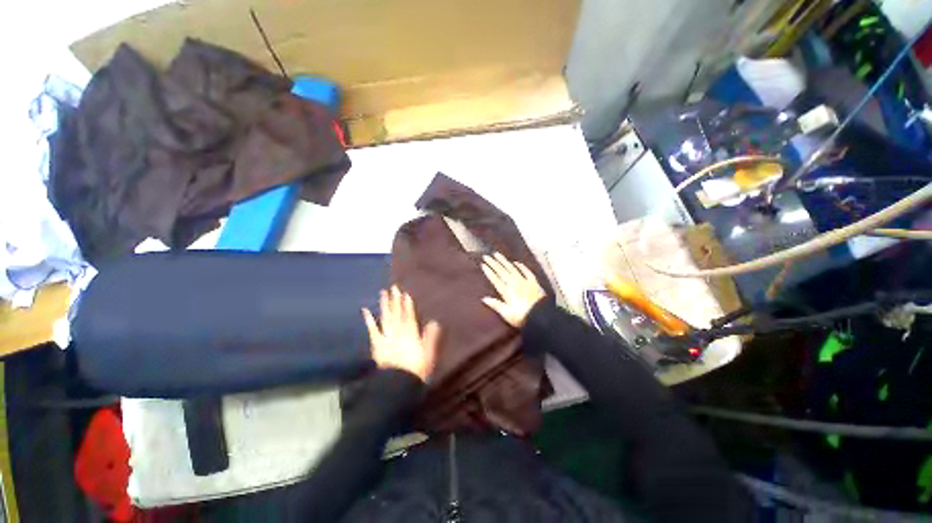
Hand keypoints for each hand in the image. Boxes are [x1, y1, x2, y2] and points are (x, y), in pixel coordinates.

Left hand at [362, 286, 439, 381]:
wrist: (398, 382)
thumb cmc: (416, 368)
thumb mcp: (428, 353)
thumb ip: (430, 337)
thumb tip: (434, 322)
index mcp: (411, 333)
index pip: (409, 315)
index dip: (407, 304)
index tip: (405, 294)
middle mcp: (398, 331)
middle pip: (397, 313)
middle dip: (396, 300)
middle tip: (394, 287)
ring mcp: (386, 336)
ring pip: (386, 317)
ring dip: (384, 305)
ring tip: (383, 293)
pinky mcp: (377, 343)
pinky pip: (373, 330)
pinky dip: (369, 320)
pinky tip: (365, 310)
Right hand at [481, 252, 545, 327]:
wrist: (542, 316)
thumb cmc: (522, 317)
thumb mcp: (507, 314)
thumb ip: (496, 305)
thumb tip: (484, 298)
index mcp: (507, 291)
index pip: (495, 279)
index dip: (489, 272)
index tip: (483, 264)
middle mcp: (514, 283)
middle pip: (502, 271)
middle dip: (493, 263)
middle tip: (486, 256)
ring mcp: (524, 281)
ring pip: (512, 268)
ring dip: (504, 261)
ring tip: (497, 254)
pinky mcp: (533, 282)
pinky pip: (526, 271)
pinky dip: (521, 266)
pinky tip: (516, 262)